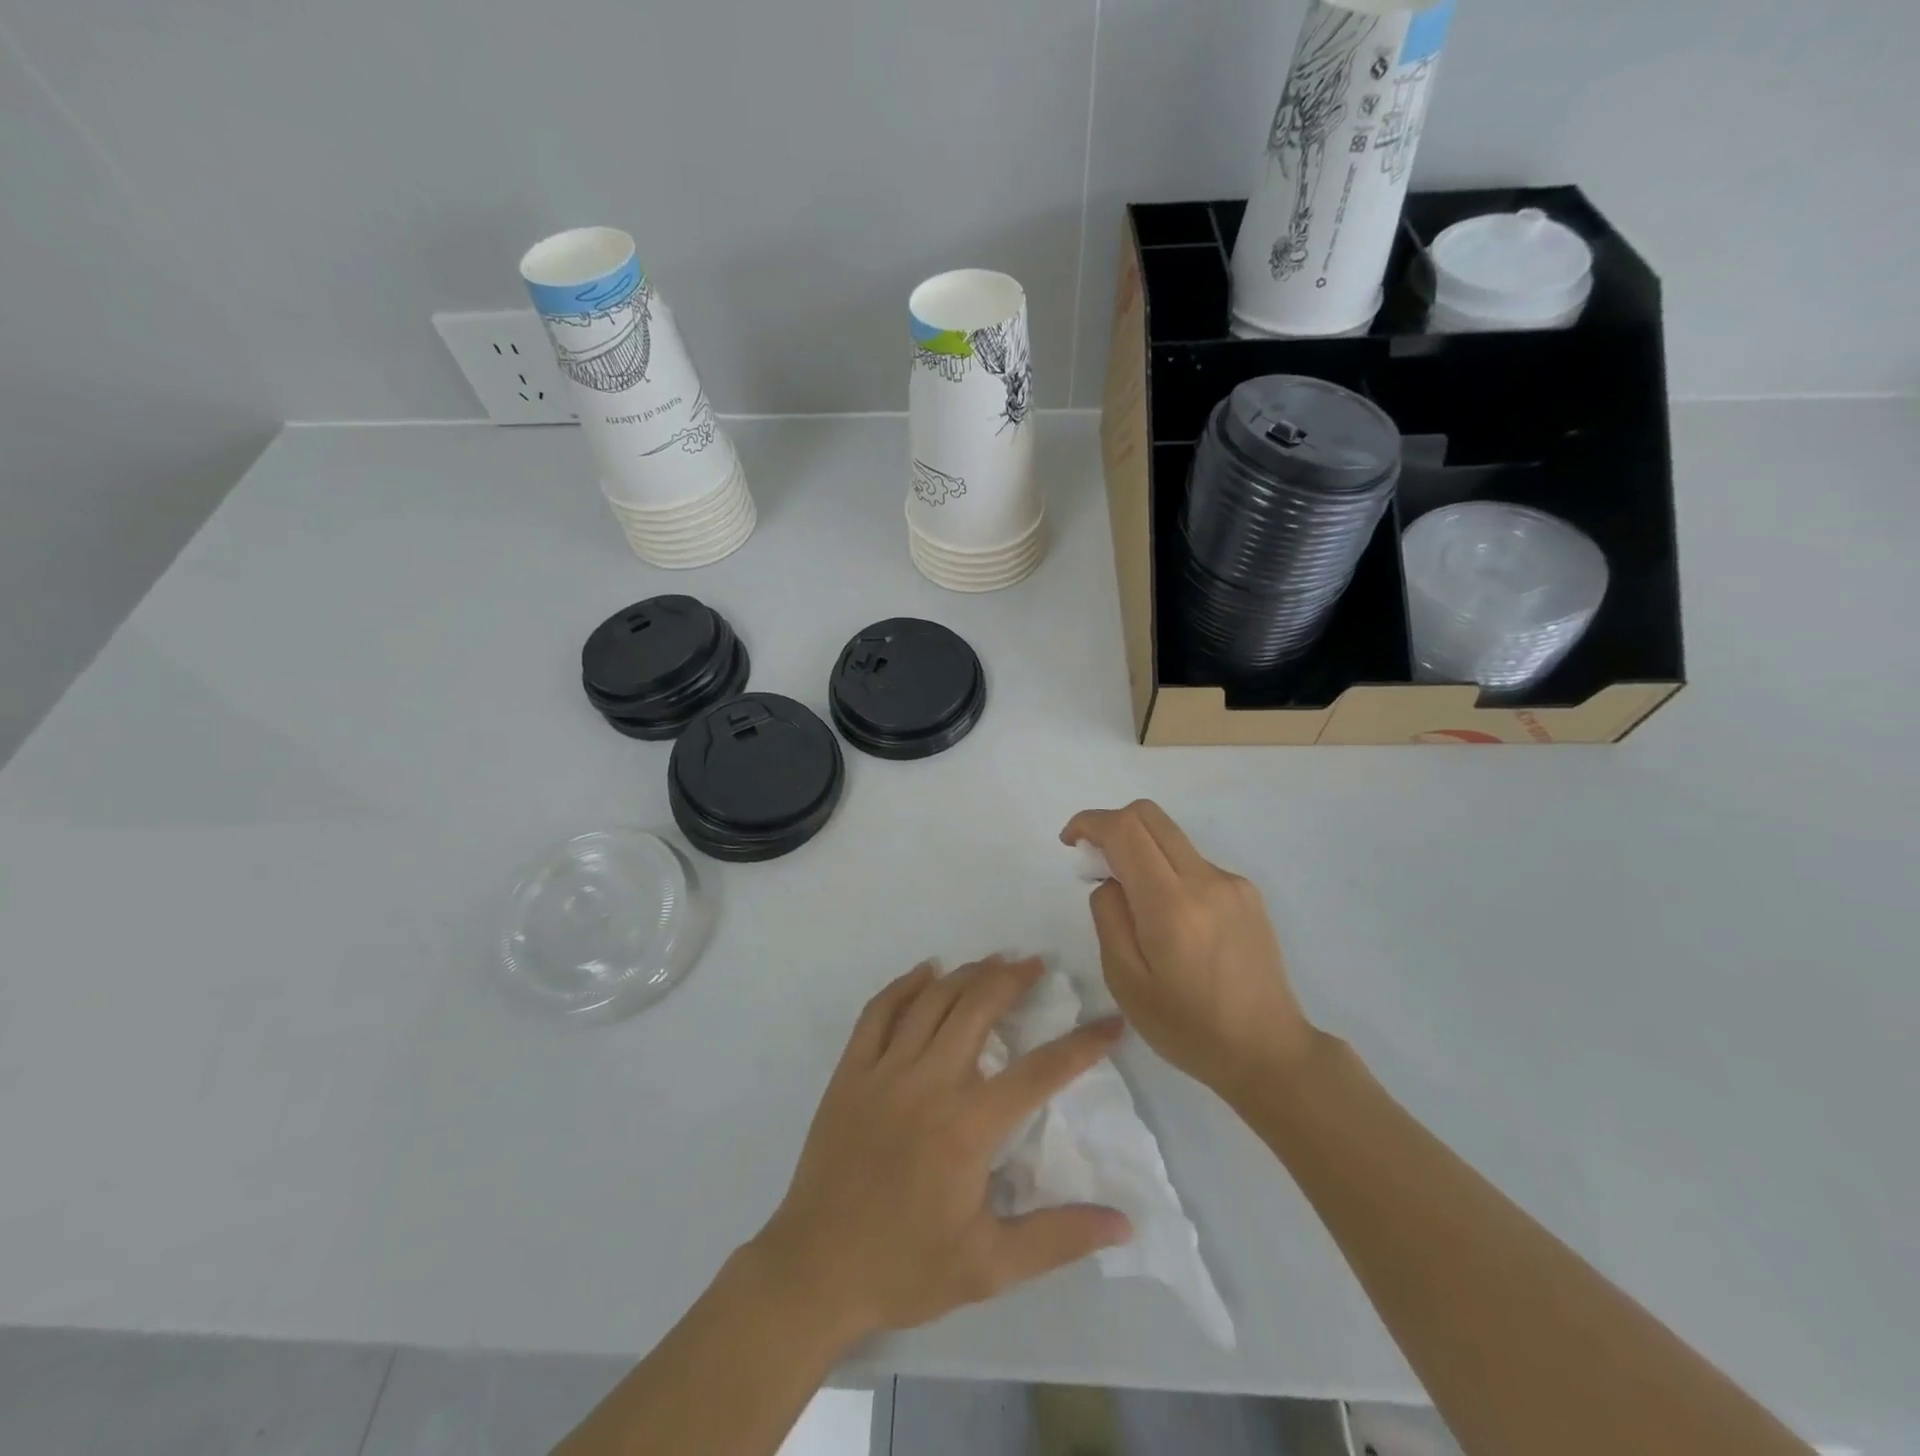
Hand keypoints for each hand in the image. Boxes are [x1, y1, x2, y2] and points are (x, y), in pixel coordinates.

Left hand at [751, 956, 1131, 1344]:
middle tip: (1036, 964)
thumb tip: (1124, 1222)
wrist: (814, 1272)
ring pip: (931, 1000)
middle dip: (1012, 979)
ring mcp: (883, 1071)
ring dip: (966, 974)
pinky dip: (904, 985)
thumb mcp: (990, 1267)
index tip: (1109, 1022)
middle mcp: (928, 1082)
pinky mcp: (850, 1072)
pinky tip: (925, 972)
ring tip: (993, 961)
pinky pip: (878, 1011)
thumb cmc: (906, 1267)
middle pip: (978, 1008)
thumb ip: (1059, 1237)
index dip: (1082, 1044)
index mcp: (967, 1126)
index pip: (1039, 1072)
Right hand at [1061, 800, 1312, 1094]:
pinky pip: (1194, 862)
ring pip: (1172, 837)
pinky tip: (1170, 921)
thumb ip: (1109, 918)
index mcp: (1171, 905)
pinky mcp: (1247, 893)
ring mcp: (1231, 883)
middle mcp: (1205, 880)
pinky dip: (1168, 871)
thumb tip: (1110, 881)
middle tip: (1094, 861)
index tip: (1069, 842)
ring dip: (1140, 849)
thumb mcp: (1126, 982)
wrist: (1269, 1052)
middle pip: (1149, 815)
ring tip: (1133, 902)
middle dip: (1112, 824)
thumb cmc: (1188, 1028)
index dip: (1089, 823)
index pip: (1125, 830)